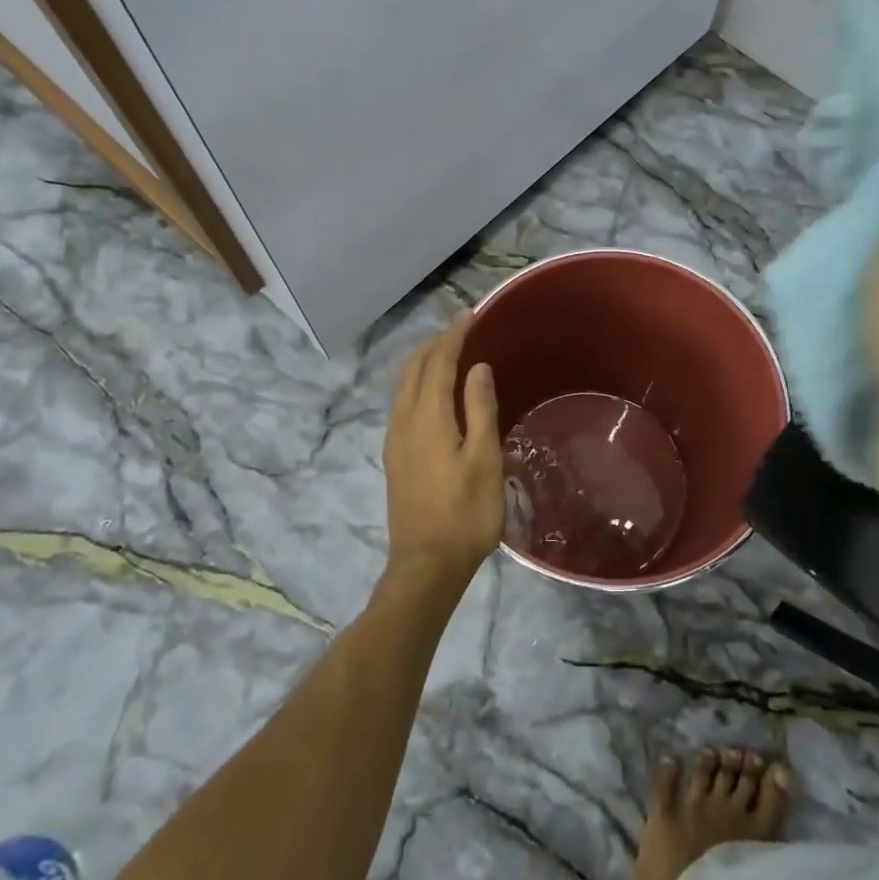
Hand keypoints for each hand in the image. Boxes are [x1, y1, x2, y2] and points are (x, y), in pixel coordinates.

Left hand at [381, 313, 503, 588]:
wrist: (426, 565)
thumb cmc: (466, 513)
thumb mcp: (484, 459)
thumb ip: (479, 409)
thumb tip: (476, 367)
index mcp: (428, 418)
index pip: (438, 362)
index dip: (453, 335)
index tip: (470, 314)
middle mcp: (404, 421)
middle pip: (413, 368)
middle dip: (435, 343)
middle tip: (461, 328)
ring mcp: (395, 440)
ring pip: (403, 385)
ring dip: (423, 361)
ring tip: (447, 352)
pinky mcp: (394, 457)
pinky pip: (402, 403)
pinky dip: (417, 383)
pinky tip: (432, 393)